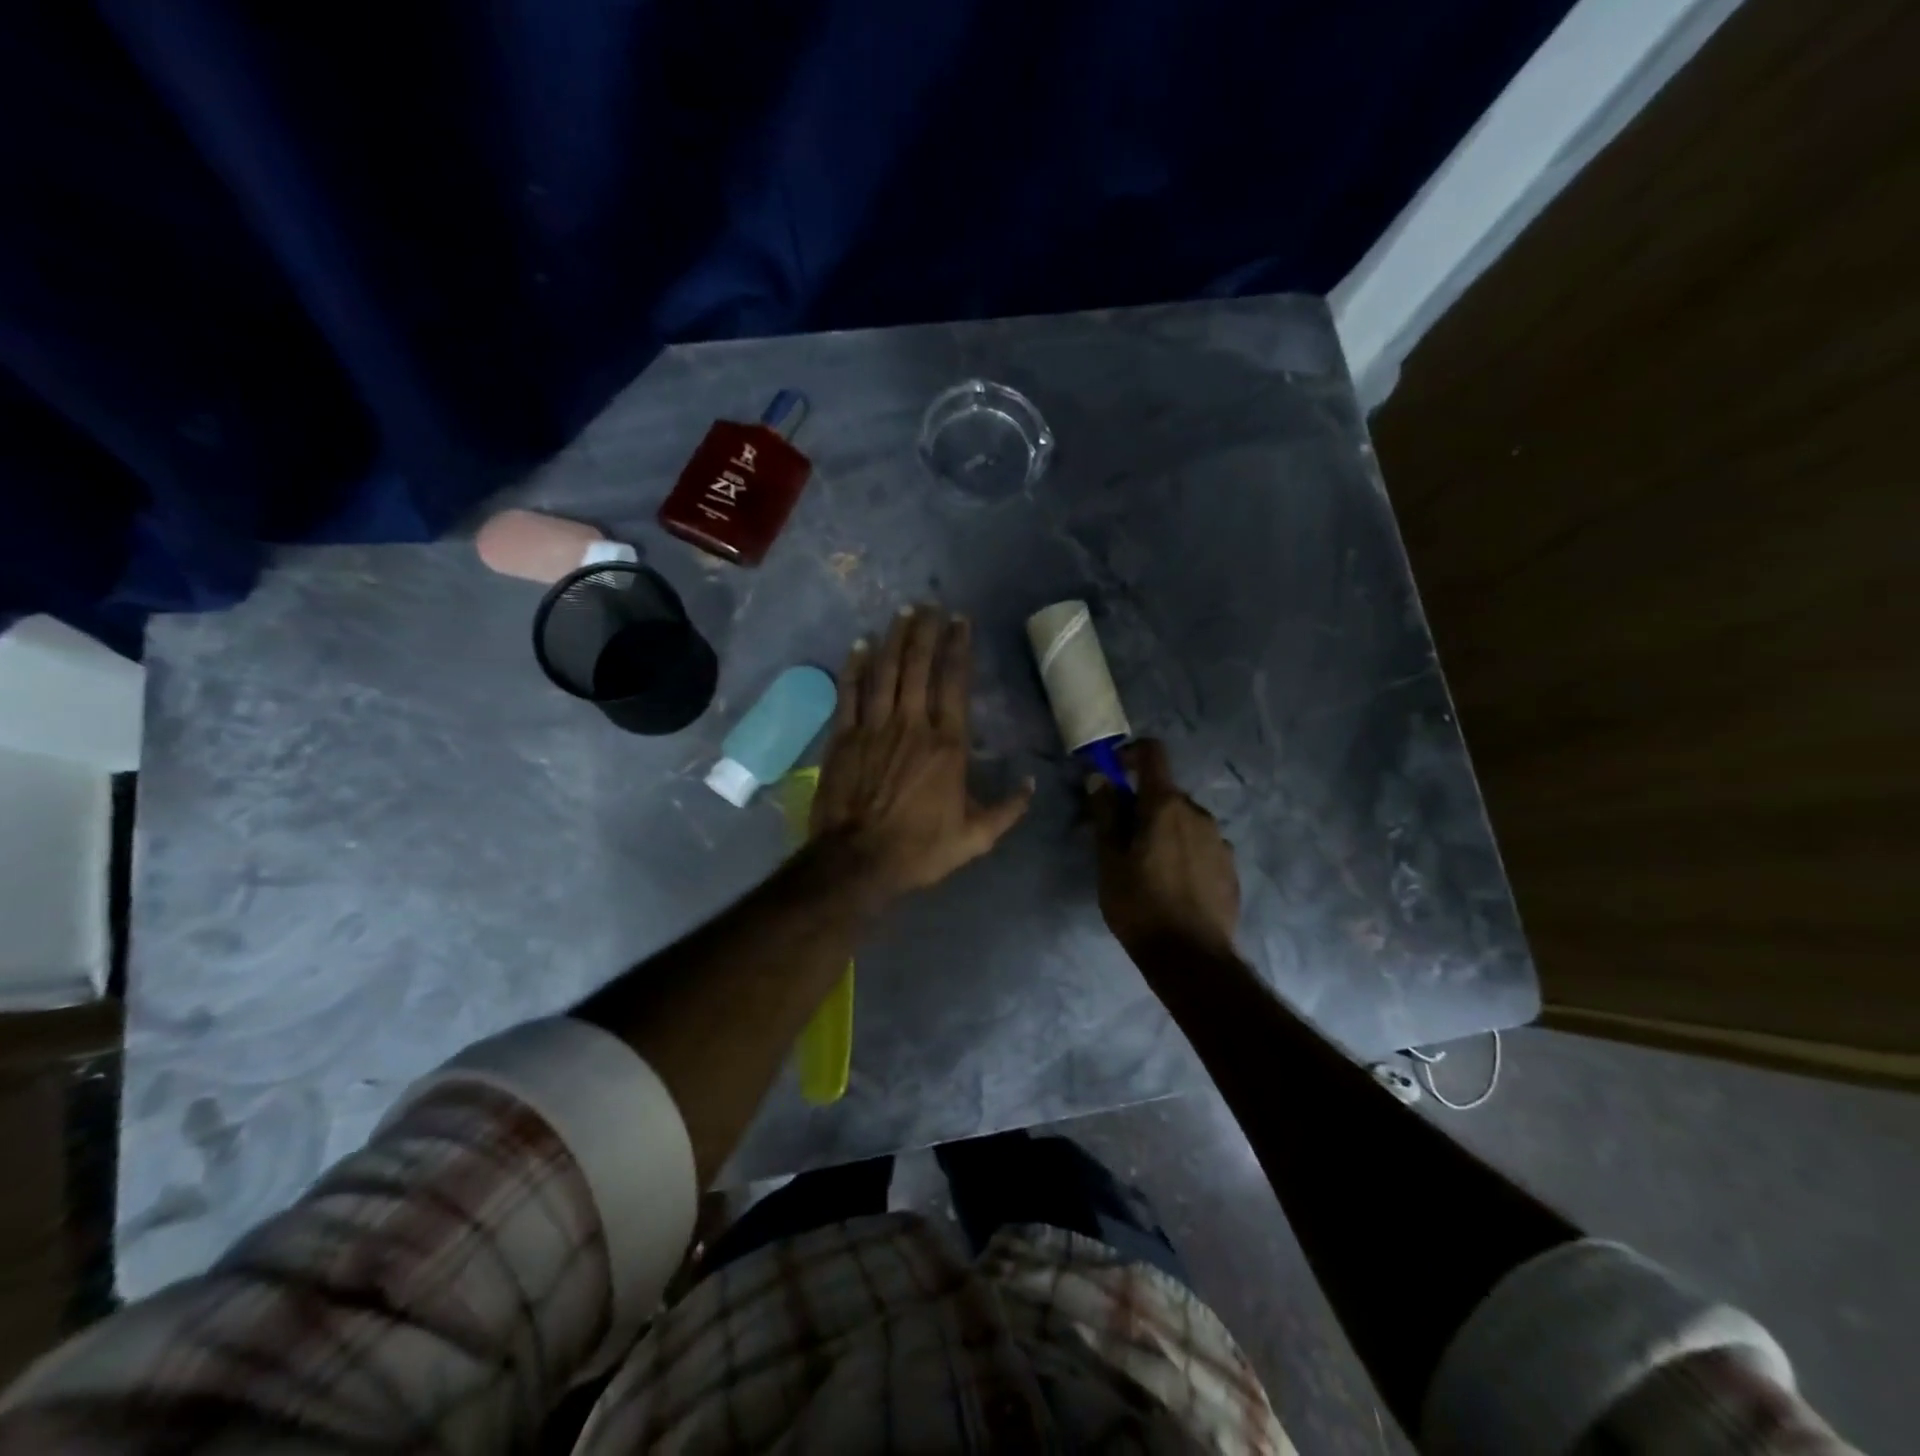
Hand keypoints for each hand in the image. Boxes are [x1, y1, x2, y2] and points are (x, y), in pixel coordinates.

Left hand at [813, 605, 1033, 898]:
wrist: (857, 862)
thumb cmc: (919, 849)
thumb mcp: (976, 838)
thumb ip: (1007, 809)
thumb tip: (1031, 783)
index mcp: (947, 744)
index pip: (955, 683)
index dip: (958, 647)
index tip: (961, 621)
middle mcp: (911, 725)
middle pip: (919, 666)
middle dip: (926, 631)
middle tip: (931, 605)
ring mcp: (874, 728)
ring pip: (885, 671)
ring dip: (895, 639)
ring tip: (903, 613)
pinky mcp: (844, 737)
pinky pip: (850, 693)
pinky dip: (855, 666)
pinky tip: (860, 645)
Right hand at [1089, 739, 1241, 955]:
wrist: (1191, 958)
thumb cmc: (1139, 905)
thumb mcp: (1109, 860)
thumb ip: (1106, 814)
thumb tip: (1100, 778)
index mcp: (1165, 806)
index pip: (1153, 754)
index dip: (1131, 753)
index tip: (1114, 771)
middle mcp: (1198, 813)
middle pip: (1165, 793)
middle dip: (1142, 805)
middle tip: (1120, 837)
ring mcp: (1219, 841)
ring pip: (1184, 821)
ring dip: (1164, 829)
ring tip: (1147, 867)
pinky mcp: (1230, 867)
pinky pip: (1201, 845)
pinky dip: (1184, 851)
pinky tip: (1172, 884)